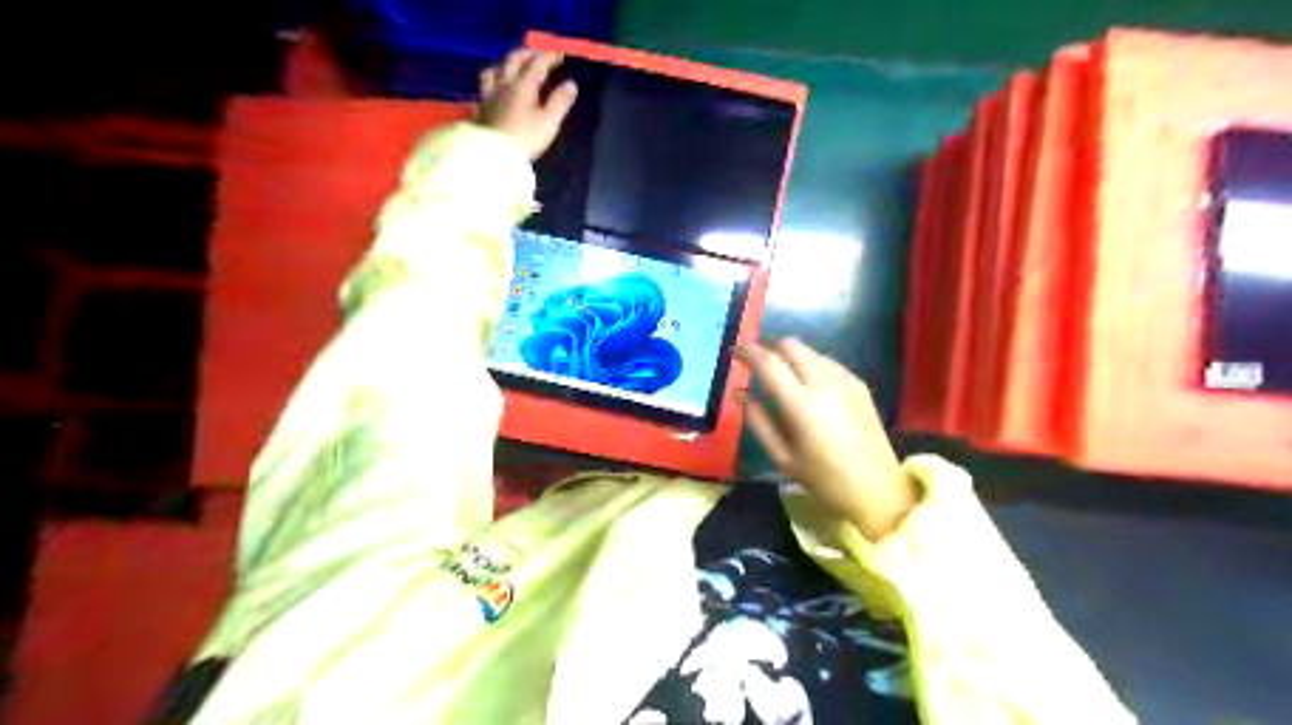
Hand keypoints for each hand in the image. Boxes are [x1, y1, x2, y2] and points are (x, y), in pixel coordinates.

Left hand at [477, 49, 578, 158]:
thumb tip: (570, 85)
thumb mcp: (549, 122)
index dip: (549, 57)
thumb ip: (560, 102)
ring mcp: (489, 95)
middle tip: (537, 55)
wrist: (494, 156)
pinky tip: (494, 89)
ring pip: (494, 70)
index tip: (559, 55)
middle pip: (513, 60)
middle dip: (527, 54)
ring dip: (505, 65)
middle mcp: (504, 84)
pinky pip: (484, 88)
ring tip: (512, 68)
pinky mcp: (480, 108)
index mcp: (522, 85)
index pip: (537, 64)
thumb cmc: (525, 139)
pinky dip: (492, 82)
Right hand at [738, 338, 916, 538]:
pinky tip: (806, 385)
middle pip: (790, 345)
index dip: (747, 352)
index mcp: (802, 405)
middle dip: (768, 348)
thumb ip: (758, 421)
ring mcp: (845, 380)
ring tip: (780, 375)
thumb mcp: (782, 457)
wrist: (877, 489)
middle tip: (755, 363)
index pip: (768, 363)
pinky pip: (826, 361)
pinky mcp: (859, 384)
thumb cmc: (824, 480)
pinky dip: (808, 363)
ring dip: (789, 355)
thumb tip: (741, 392)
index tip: (733, 353)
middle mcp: (825, 384)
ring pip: (809, 350)